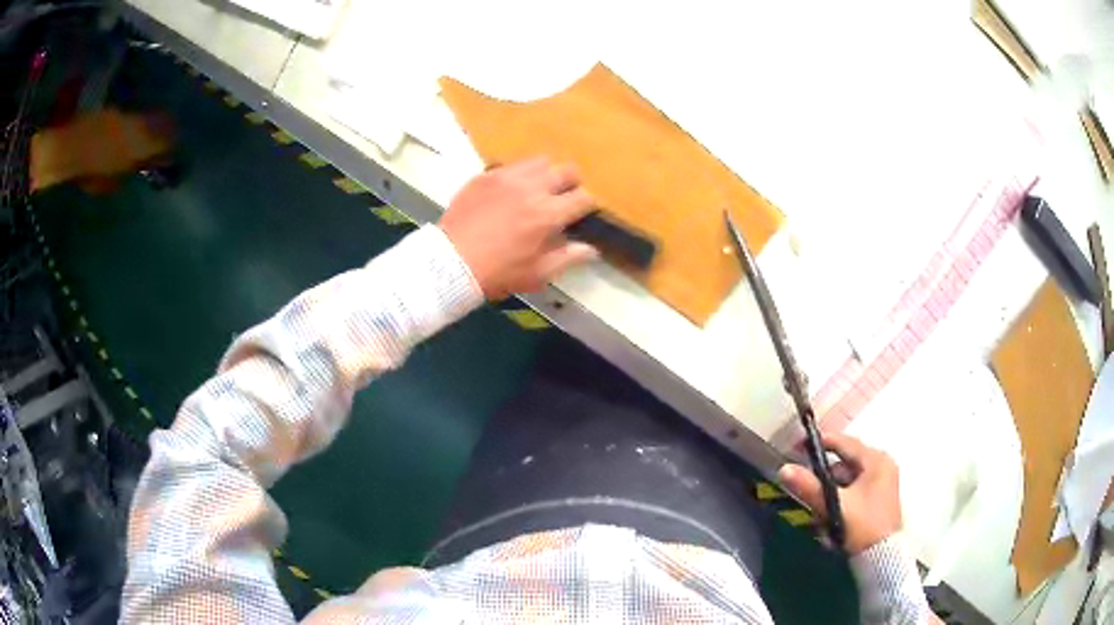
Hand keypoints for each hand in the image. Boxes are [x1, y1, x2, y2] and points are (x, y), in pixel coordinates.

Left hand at [439, 157, 598, 299]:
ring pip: (540, 161)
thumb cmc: (497, 273)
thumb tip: (591, 249)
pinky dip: (518, 176)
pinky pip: (511, 165)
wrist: (449, 263)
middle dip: (572, 183)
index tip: (580, 214)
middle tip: (563, 198)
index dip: (587, 206)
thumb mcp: (537, 274)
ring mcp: (506, 177)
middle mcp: (531, 188)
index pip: (583, 197)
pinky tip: (510, 193)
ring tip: (537, 190)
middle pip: (566, 170)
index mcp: (547, 214)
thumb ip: (568, 258)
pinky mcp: (485, 175)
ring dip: (546, 174)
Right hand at [778, 433, 901, 554]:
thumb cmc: (863, 526)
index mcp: (876, 460)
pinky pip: (853, 492)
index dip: (821, 442)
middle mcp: (882, 466)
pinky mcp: (877, 499)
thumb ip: (810, 487)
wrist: (882, 558)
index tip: (798, 445)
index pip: (845, 442)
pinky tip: (829, 518)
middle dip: (824, 476)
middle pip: (845, 463)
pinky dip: (839, 500)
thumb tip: (784, 469)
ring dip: (830, 492)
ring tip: (817, 511)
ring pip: (847, 480)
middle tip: (804, 484)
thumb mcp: (835, 506)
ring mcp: (882, 483)